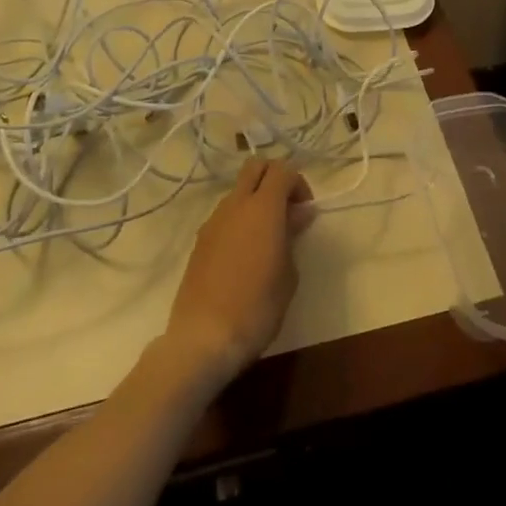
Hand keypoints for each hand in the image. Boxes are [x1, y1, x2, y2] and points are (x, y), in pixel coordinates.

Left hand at [160, 158, 313, 387]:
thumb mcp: (288, 274)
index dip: (298, 183)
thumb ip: (292, 236)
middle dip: (274, 177)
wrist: (203, 338)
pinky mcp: (200, 241)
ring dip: (255, 200)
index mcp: (263, 207)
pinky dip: (239, 220)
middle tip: (287, 209)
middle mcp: (235, 205)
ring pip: (238, 191)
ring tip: (267, 236)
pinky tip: (245, 253)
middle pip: (255, 166)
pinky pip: (225, 215)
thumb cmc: (257, 307)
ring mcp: (213, 221)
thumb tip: (297, 215)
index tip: (305, 211)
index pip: (282, 170)